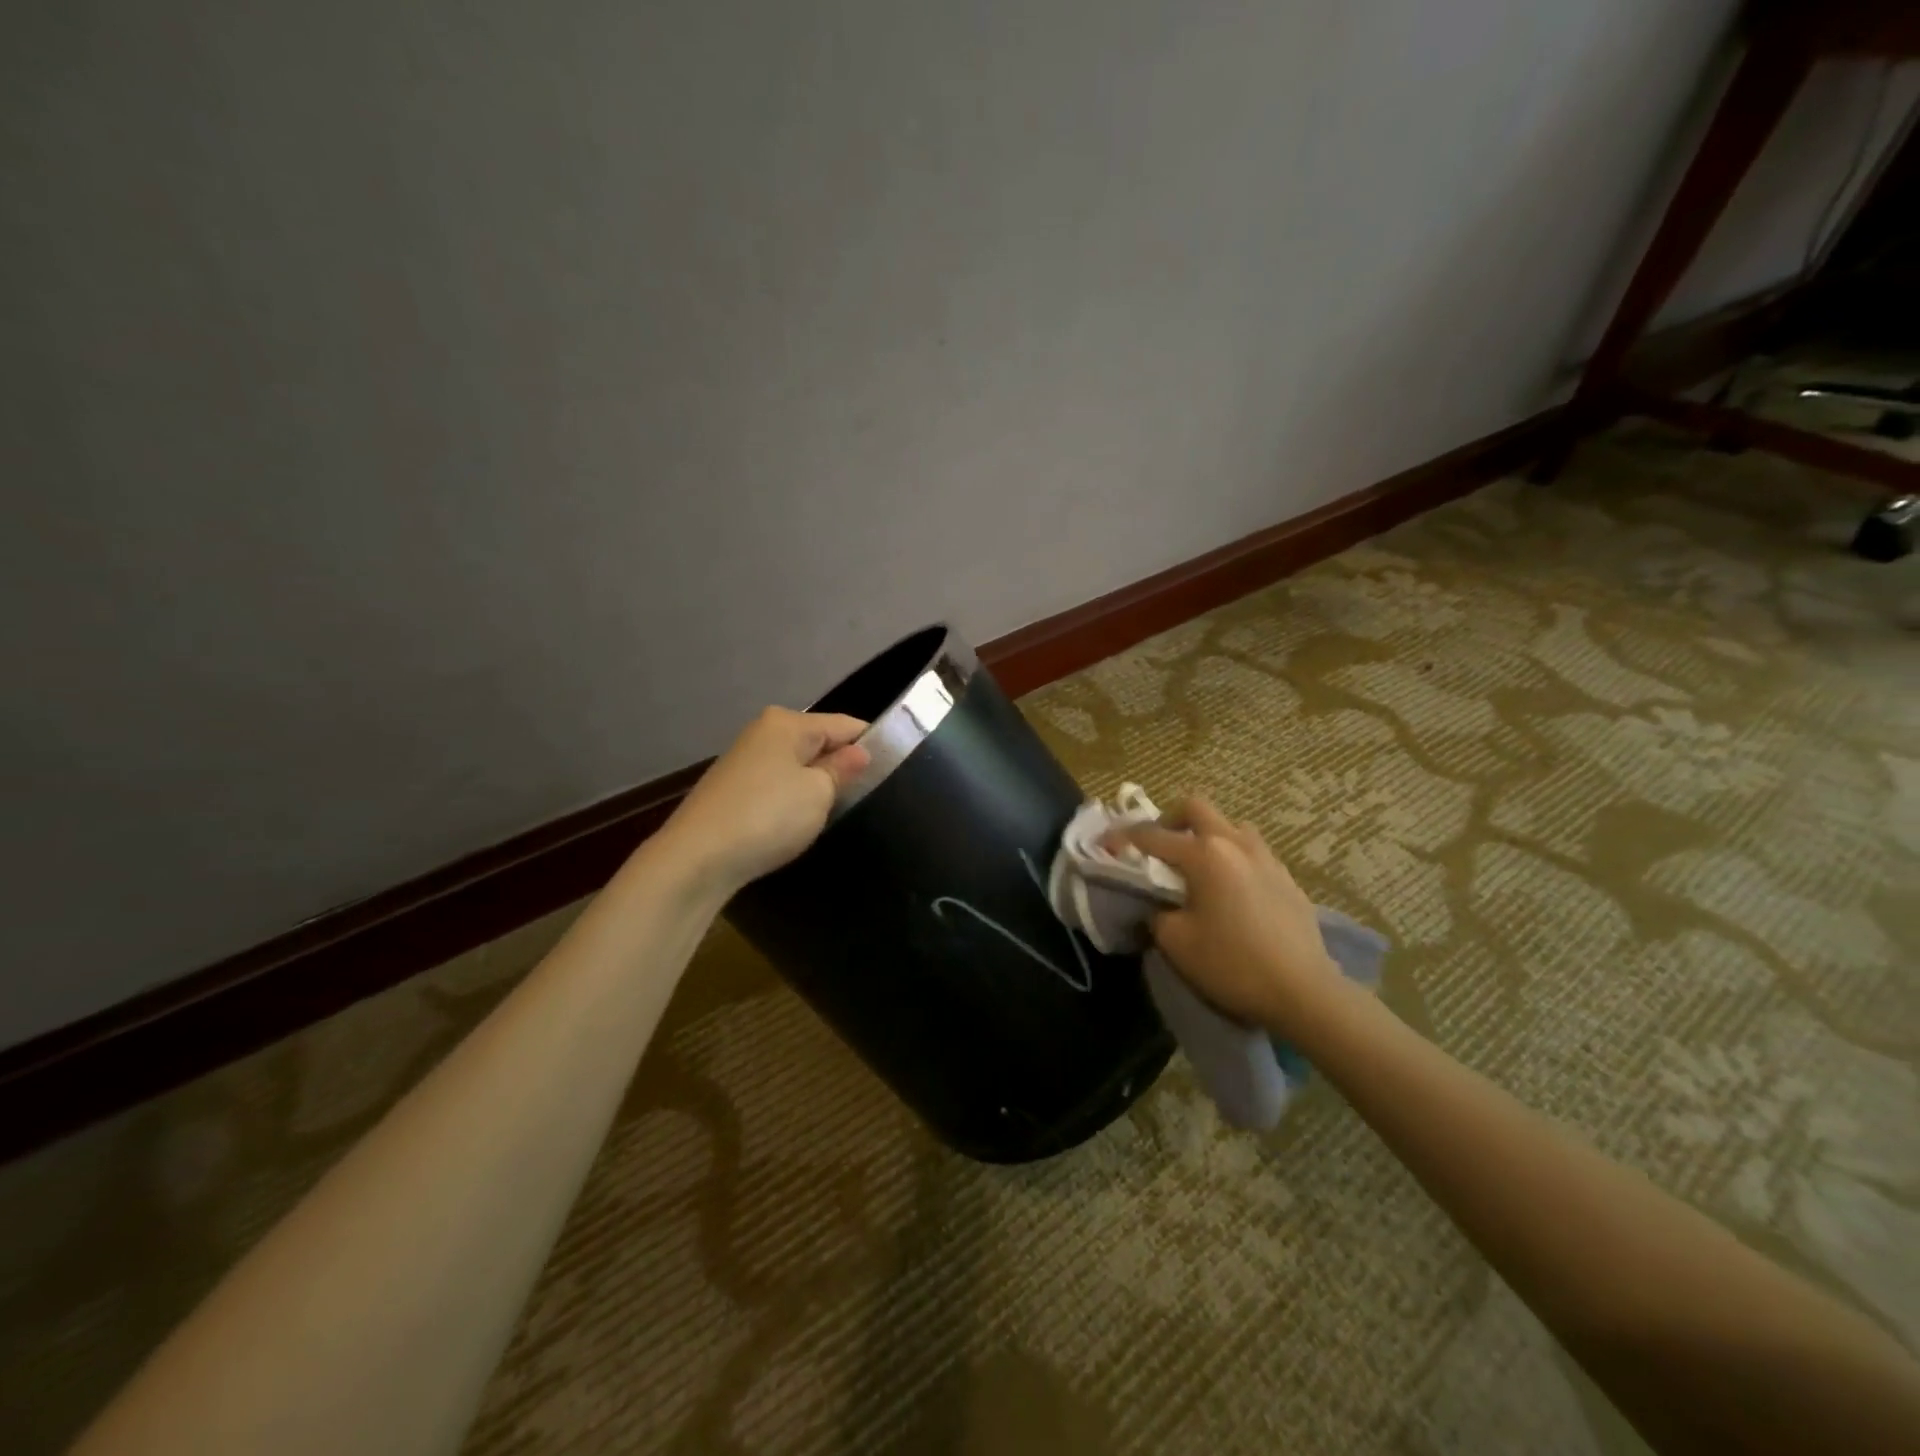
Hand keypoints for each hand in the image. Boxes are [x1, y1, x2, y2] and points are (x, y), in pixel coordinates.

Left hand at [659, 707, 869, 896]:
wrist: (696, 859)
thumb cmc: (767, 817)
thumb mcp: (818, 793)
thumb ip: (842, 769)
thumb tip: (859, 752)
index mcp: (788, 723)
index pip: (846, 724)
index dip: (872, 745)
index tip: (895, 770)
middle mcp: (764, 732)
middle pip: (819, 742)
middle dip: (841, 765)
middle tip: (867, 797)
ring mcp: (744, 760)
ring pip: (798, 765)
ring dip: (816, 784)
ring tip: (834, 812)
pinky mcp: (732, 789)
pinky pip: (777, 784)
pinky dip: (792, 799)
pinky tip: (797, 822)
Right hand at [1116, 799, 1341, 1035]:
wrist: (1304, 992)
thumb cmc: (1232, 964)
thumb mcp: (1176, 942)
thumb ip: (1155, 914)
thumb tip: (1155, 906)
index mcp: (1204, 854)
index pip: (1152, 836)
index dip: (1122, 838)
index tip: (1105, 845)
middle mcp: (1235, 844)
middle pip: (1197, 808)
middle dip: (1169, 819)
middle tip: (1157, 846)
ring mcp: (1266, 858)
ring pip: (1230, 826)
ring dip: (1207, 835)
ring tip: (1197, 866)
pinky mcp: (1286, 878)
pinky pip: (1252, 852)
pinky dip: (1232, 858)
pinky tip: (1230, 890)